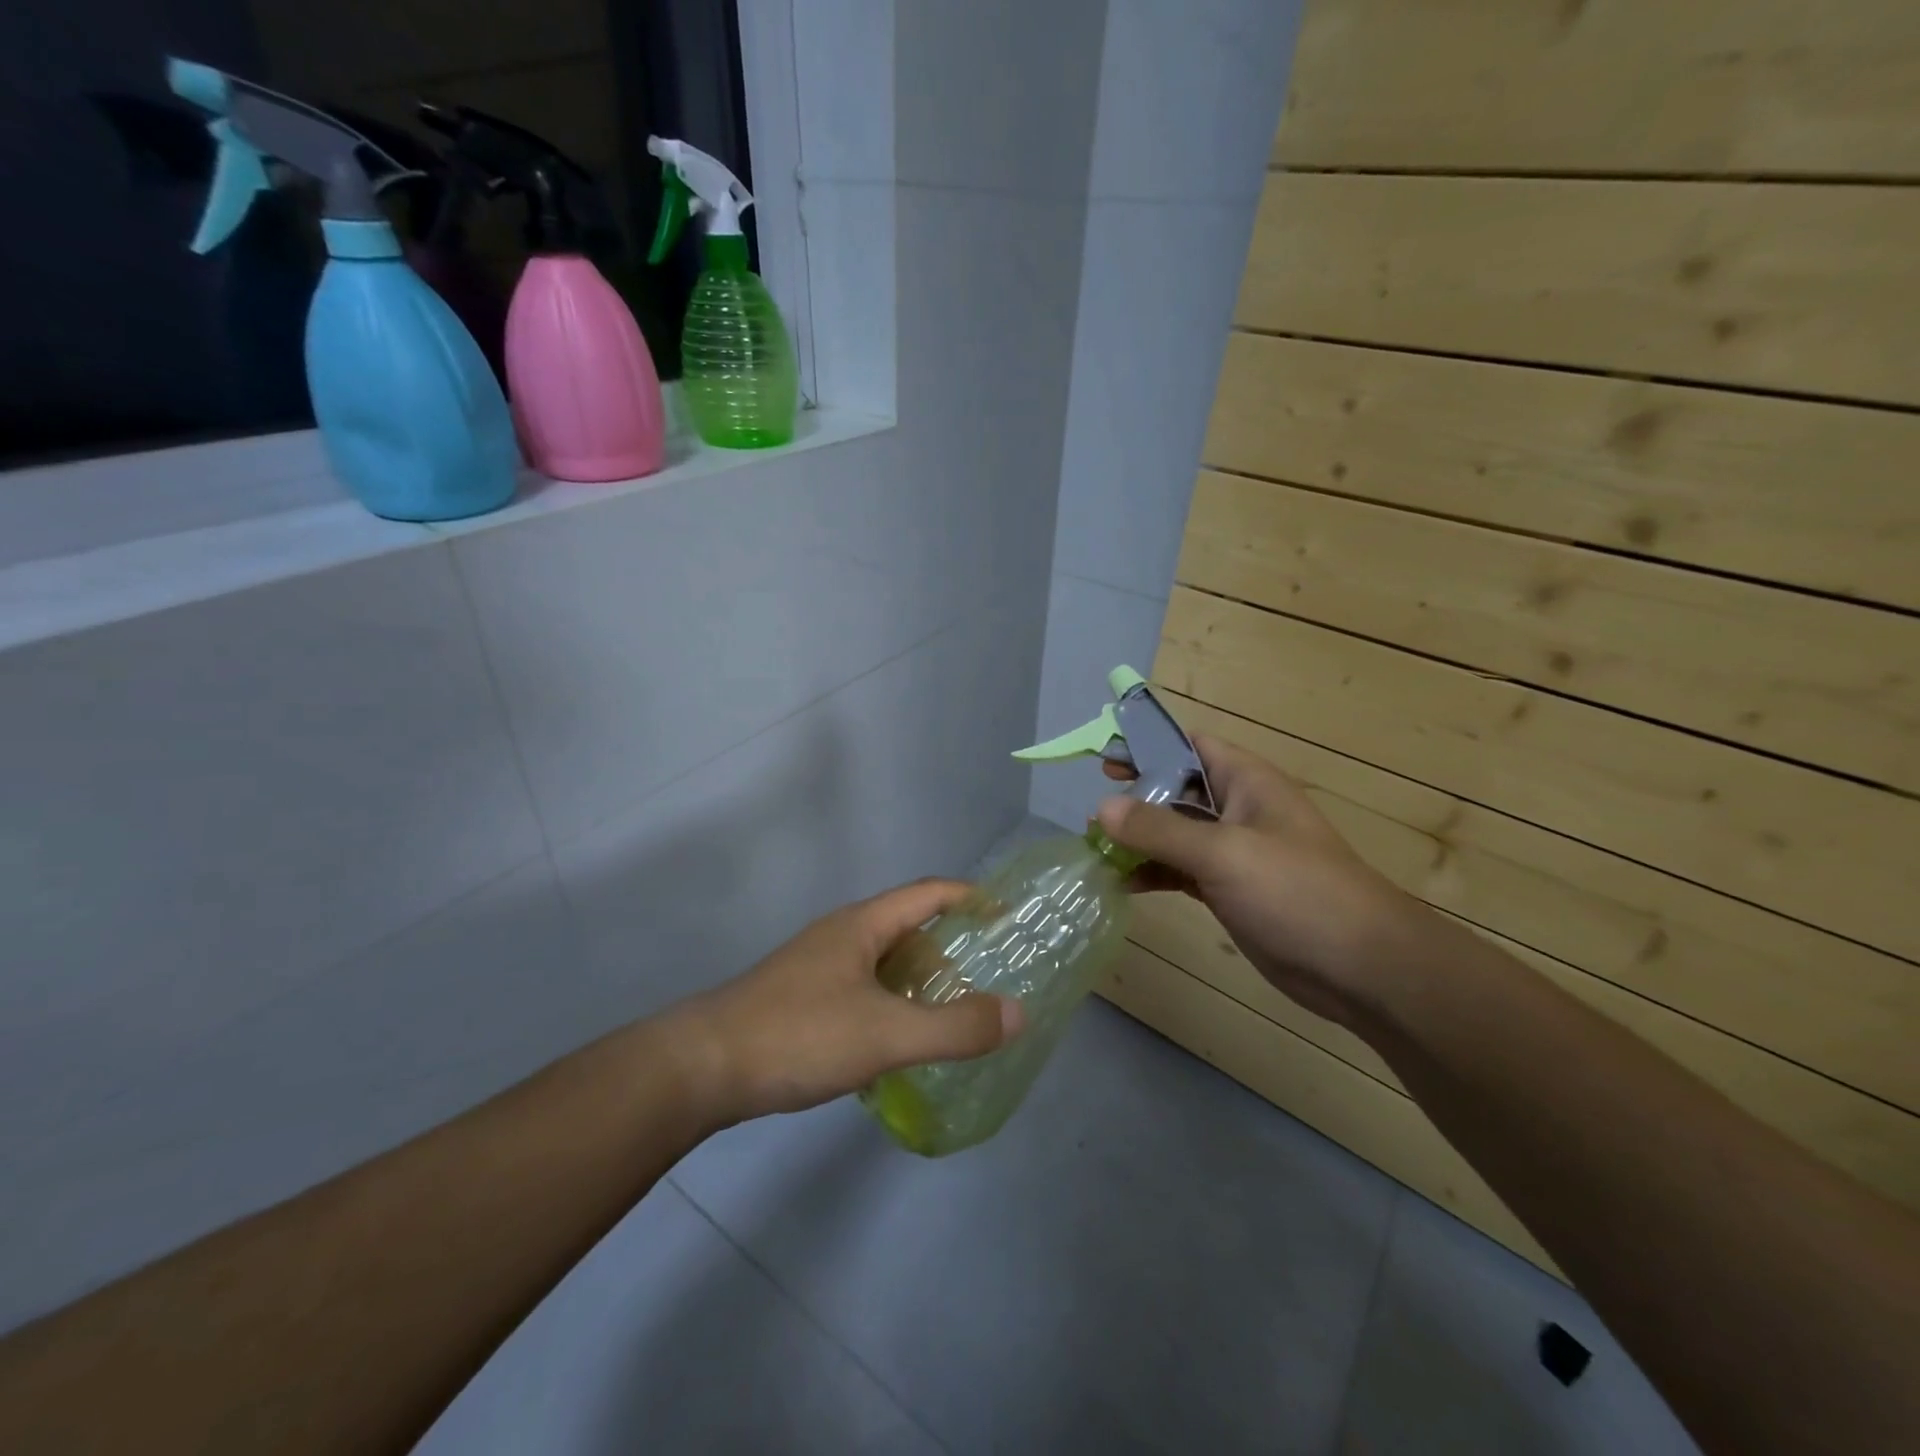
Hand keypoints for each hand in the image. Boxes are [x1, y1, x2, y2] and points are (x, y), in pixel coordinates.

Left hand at [673, 880, 1023, 1124]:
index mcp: (861, 925)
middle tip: (986, 977)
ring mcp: (816, 968)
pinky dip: (891, 1006)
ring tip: (950, 1013)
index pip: (927, 894)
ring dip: (918, 980)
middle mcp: (839, 936)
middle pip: (906, 927)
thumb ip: (955, 1027)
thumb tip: (1018, 1012)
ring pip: (881, 964)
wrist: (702, 1068)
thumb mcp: (886, 1033)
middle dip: (948, 946)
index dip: (969, 898)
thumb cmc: (799, 1034)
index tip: (1005, 914)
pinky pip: (862, 991)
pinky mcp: (800, 1000)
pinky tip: (897, 1042)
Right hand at [1098, 734, 1422, 1026]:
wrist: (1361, 968)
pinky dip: (1154, 872)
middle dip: (1137, 796)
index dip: (1148, 746)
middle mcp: (1239, 809)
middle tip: (1093, 809)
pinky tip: (1124, 882)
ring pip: (1177, 832)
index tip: (1105, 762)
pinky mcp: (1230, 890)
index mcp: (1246, 781)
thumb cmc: (1295, 891)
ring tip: (1098, 847)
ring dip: (1140, 837)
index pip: (1190, 745)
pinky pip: (1182, 870)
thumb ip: (1159, 828)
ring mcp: (1235, 852)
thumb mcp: (1222, 852)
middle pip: (1178, 788)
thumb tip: (1101, 808)